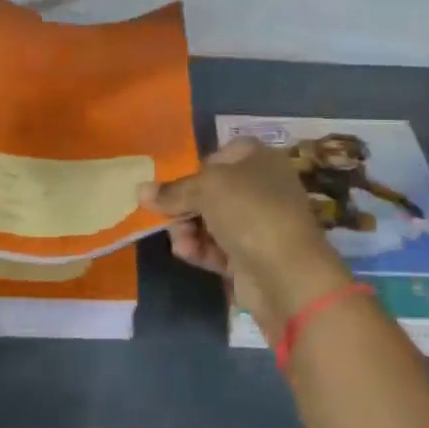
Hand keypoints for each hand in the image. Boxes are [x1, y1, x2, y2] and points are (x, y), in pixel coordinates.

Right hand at [139, 138, 354, 342]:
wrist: (287, 273)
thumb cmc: (250, 212)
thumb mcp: (206, 189)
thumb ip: (172, 191)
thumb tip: (140, 190)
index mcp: (260, 159)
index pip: (222, 154)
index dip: (197, 167)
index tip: (176, 184)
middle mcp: (262, 188)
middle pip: (212, 190)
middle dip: (185, 204)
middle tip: (166, 216)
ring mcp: (259, 224)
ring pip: (211, 221)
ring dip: (189, 229)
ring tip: (180, 241)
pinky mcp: (252, 256)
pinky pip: (218, 247)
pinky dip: (201, 249)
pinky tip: (188, 253)